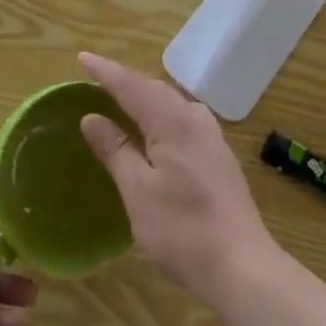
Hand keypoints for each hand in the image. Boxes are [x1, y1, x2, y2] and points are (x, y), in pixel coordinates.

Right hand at [76, 52, 280, 307]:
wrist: (243, 268)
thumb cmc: (182, 229)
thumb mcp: (137, 190)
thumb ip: (115, 149)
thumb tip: (92, 118)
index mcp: (172, 121)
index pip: (131, 85)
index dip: (105, 72)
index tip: (82, 57)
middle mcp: (195, 119)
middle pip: (154, 89)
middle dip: (125, 81)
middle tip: (96, 77)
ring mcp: (212, 137)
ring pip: (171, 103)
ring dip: (144, 96)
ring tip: (121, 98)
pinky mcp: (219, 157)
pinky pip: (182, 119)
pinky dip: (160, 114)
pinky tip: (154, 128)